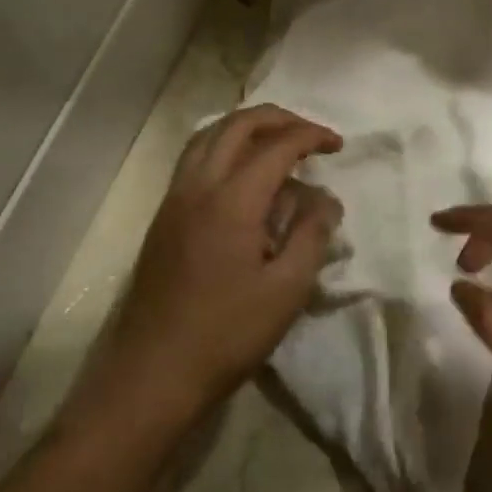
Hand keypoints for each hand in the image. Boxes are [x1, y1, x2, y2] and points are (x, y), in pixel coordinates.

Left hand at [79, 106, 342, 430]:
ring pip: (207, 137)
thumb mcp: (287, 289)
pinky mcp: (163, 218)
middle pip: (236, 126)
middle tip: (309, 134)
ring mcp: (174, 200)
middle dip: (277, 119)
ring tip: (276, 143)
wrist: (154, 372)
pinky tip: (241, 175)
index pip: (276, 146)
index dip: (311, 136)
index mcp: (232, 200)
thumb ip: (311, 235)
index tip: (338, 145)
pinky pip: (193, 160)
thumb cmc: (228, 334)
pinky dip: (222, 147)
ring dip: (245, 128)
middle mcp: (197, 187)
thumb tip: (326, 199)